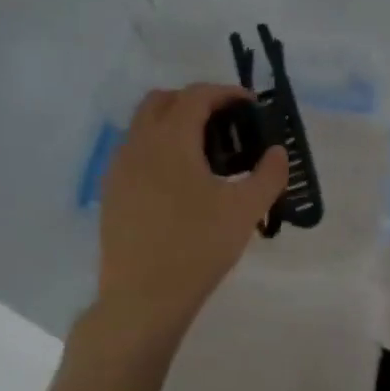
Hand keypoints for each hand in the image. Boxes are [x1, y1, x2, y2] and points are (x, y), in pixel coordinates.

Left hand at [95, 84, 288, 327]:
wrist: (143, 297)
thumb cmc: (198, 246)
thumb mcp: (245, 210)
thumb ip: (268, 175)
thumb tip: (277, 152)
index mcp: (170, 140)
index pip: (196, 96)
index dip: (226, 93)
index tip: (251, 105)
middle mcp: (138, 145)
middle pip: (162, 101)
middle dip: (195, 102)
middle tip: (226, 124)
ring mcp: (119, 169)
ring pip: (143, 126)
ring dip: (174, 124)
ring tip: (206, 154)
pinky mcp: (112, 193)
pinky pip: (135, 153)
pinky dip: (159, 149)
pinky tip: (181, 183)